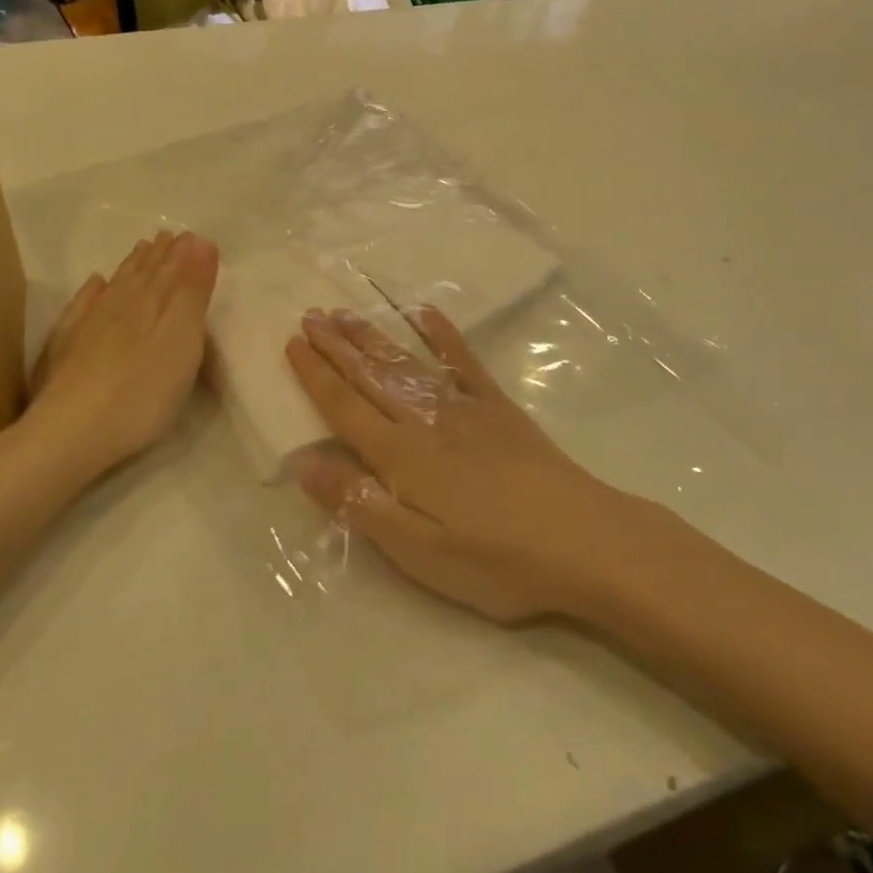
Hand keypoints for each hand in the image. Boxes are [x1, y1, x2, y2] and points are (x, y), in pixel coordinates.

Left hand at [20, 230, 219, 480]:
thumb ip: (191, 290)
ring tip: (142, 250)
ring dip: (132, 266)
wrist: (72, 431)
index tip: (191, 234)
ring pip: (117, 284)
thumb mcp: (182, 338)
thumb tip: (198, 240)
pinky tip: (95, 284)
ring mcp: (90, 323)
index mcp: (152, 300)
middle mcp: (120, 303)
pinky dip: (93, 291)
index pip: (172, 268)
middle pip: (144, 273)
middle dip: (159, 254)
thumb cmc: (142, 389)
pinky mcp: (68, 347)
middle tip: (168, 236)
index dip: (184, 252)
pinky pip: (84, 305)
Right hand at [286, 307, 628, 622]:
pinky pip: (462, 361)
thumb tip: (304, 464)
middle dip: (336, 346)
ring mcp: (463, 407)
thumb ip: (359, 504)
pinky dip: (441, 334)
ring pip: (406, 362)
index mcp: (400, 456)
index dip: (315, 375)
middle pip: (370, 376)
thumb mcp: (417, 550)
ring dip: (372, 336)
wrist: (580, 539)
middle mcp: (424, 420)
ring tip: (345, 312)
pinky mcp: (497, 406)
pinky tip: (425, 313)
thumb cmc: (494, 559)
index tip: (293, 343)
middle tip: (309, 315)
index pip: (344, 407)